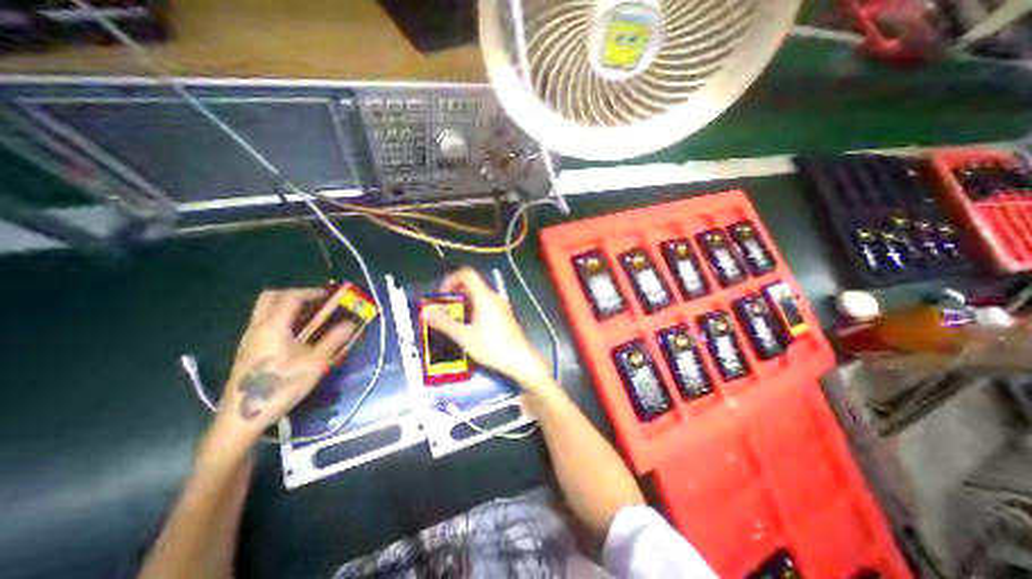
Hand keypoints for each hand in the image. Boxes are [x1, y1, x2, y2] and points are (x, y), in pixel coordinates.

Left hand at [210, 288, 357, 445]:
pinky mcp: (249, 350)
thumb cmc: (280, 388)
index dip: (313, 292)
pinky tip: (298, 335)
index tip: (332, 295)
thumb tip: (352, 322)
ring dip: (290, 306)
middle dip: (296, 294)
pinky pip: (265, 323)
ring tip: (313, 317)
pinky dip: (283, 319)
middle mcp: (257, 328)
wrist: (241, 419)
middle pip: (271, 297)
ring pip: (266, 310)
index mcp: (272, 327)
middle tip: (317, 302)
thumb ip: (334, 340)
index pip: (291, 297)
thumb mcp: (314, 364)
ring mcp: (249, 339)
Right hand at [421, 269, 556, 395]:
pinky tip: (469, 327)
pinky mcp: (504, 315)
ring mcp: (501, 306)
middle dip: (455, 294)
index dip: (451, 279)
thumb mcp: (464, 336)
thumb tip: (424, 313)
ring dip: (463, 304)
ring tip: (453, 320)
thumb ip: (444, 323)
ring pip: (478, 296)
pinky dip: (473, 310)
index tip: (441, 296)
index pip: (467, 274)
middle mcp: (494, 297)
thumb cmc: (492, 346)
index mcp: (484, 296)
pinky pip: (485, 305)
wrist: (520, 359)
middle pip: (472, 285)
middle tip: (443, 310)